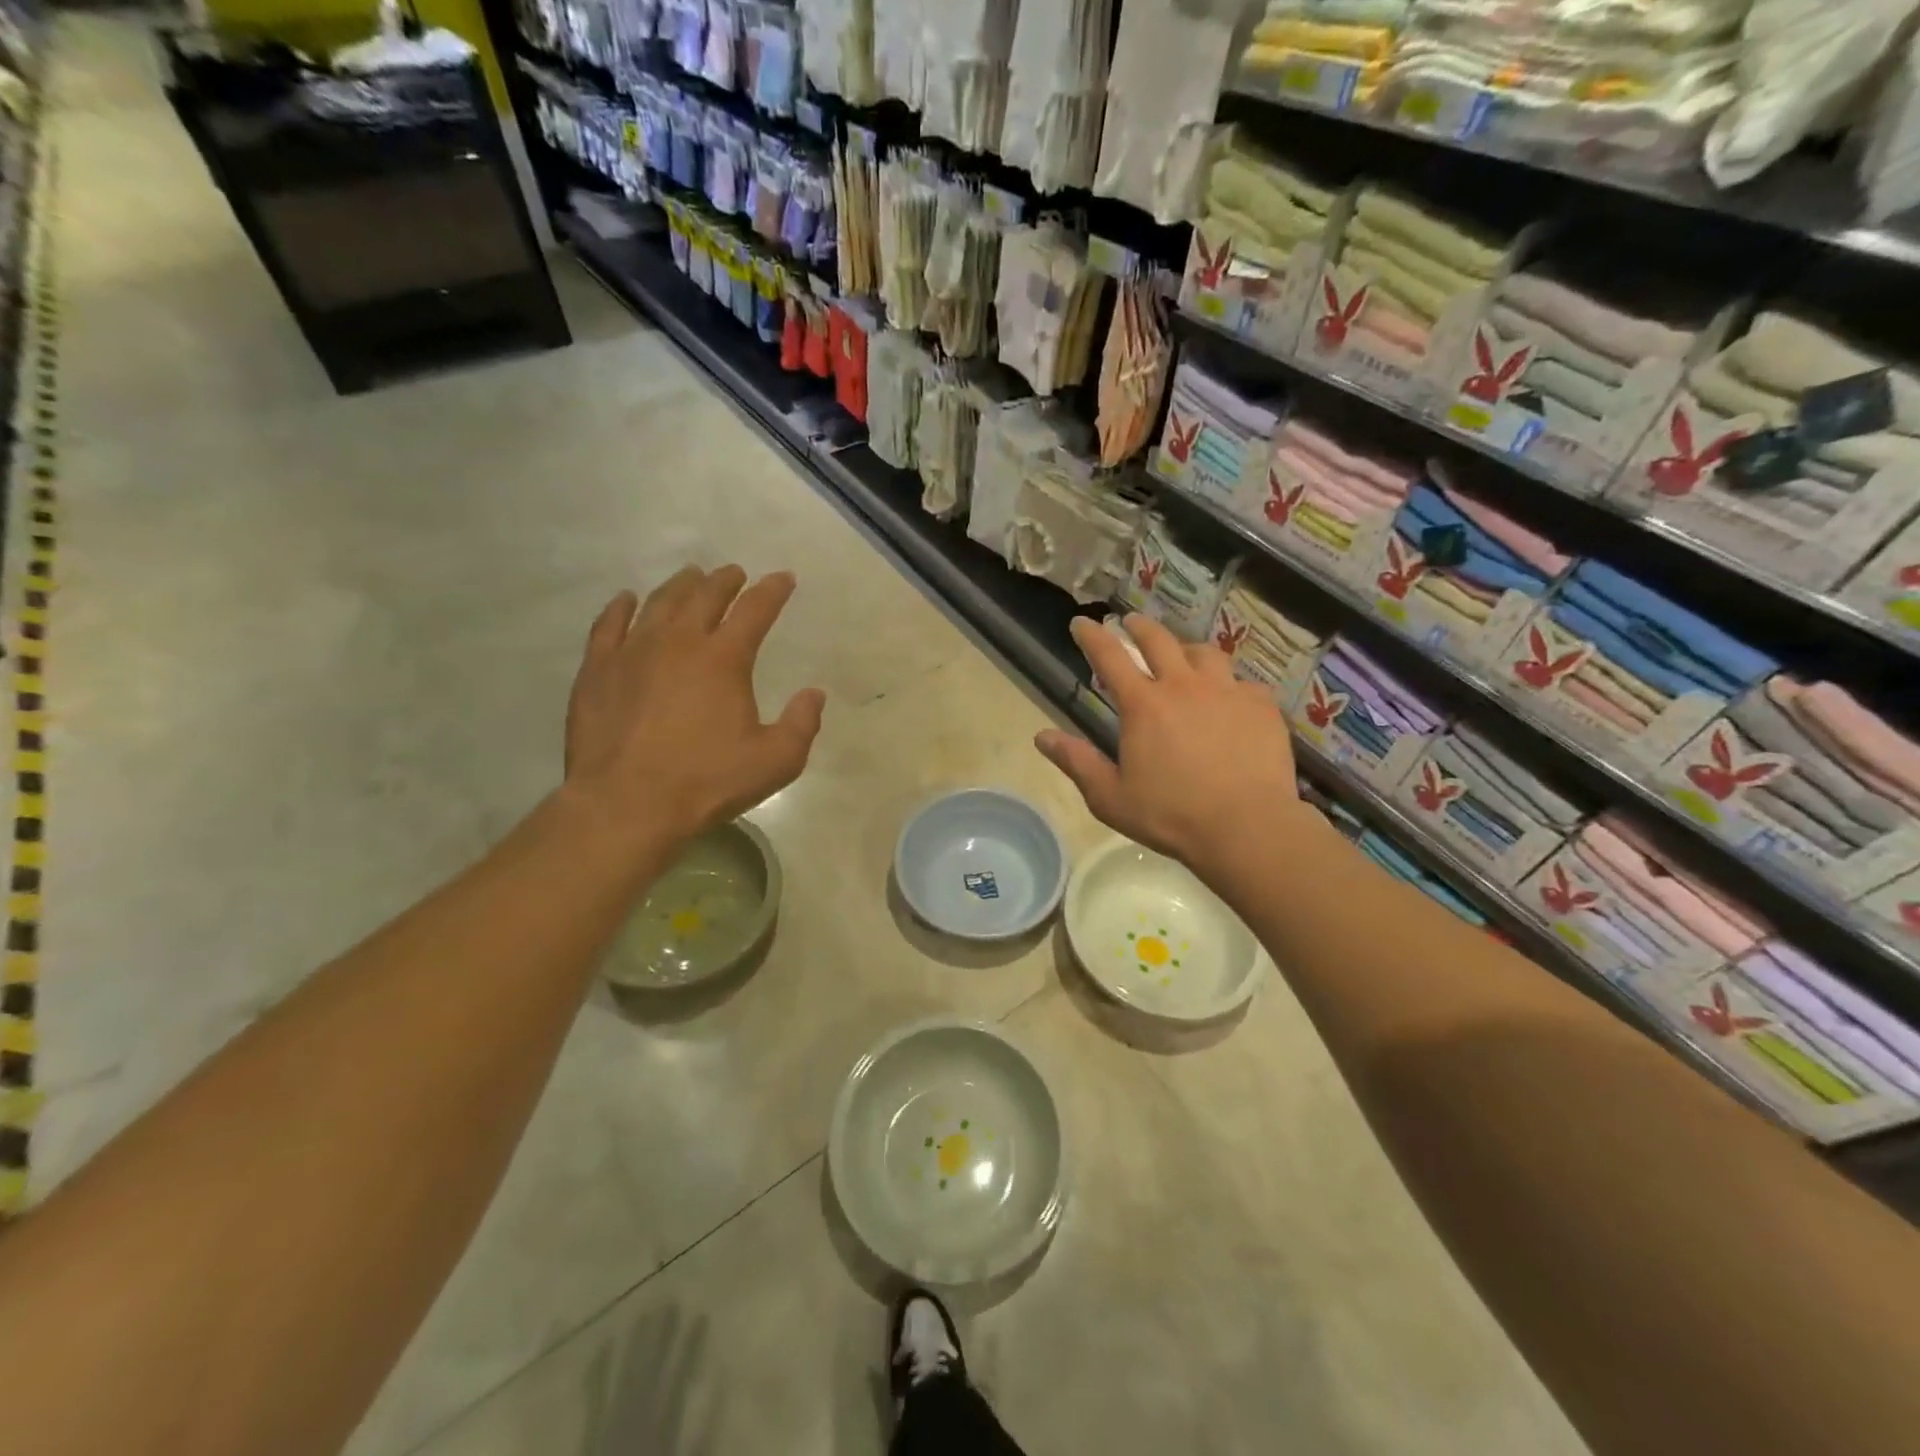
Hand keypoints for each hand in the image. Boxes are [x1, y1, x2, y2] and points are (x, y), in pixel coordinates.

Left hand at [563, 566, 824, 857]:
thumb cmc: (706, 782)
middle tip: (734, 573)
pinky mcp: (597, 670)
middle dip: (725, 580)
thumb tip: (814, 694)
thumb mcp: (775, 761)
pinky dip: (621, 607)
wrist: (626, 804)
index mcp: (724, 659)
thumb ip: (802, 724)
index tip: (783, 579)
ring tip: (691, 577)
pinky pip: (608, 625)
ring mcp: (632, 652)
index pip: (755, 610)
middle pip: (705, 596)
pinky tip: (627, 600)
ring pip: (659, 603)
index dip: (772, 591)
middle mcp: (678, 642)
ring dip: (680, 586)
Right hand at [1035, 614, 1305, 871]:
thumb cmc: (1171, 816)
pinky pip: (1242, 682)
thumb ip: (1077, 762)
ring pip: (1205, 653)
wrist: (1247, 827)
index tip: (1082, 622)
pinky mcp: (1261, 706)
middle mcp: (1184, 686)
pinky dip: (1228, 684)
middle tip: (1130, 623)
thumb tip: (1042, 737)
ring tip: (1182, 655)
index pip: (1110, 657)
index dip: (1092, 636)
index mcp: (1143, 705)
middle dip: (1139, 627)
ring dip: (1186, 649)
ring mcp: (1227, 692)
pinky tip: (1229, 698)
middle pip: (1159, 640)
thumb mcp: (1110, 797)